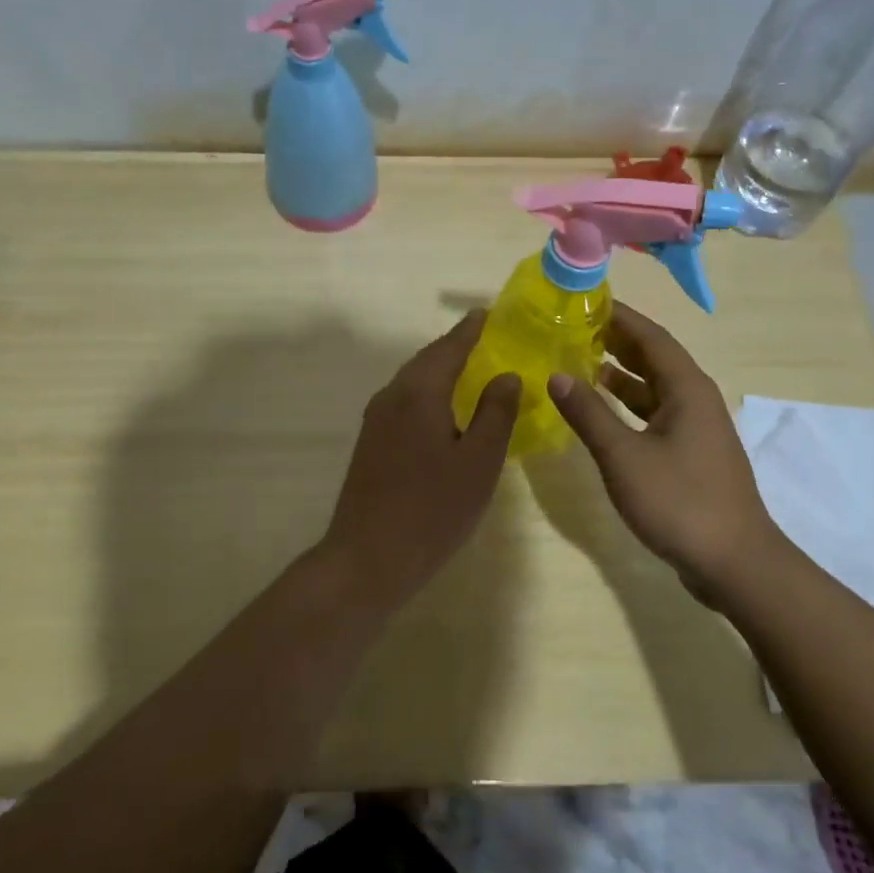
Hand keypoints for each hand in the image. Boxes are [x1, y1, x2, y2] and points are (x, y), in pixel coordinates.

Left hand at [320, 311, 519, 601]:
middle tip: (487, 339)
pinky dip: (429, 393)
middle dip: (457, 347)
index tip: (489, 313)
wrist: (367, 559)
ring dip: (441, 370)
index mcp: (419, 392)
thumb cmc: (432, 510)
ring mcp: (376, 420)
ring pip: (414, 380)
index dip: (472, 329)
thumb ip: (496, 413)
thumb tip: (506, 374)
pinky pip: (405, 401)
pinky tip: (445, 411)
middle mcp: (392, 396)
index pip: (450, 347)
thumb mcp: (479, 463)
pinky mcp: (371, 442)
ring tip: (472, 371)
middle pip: (428, 359)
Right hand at [547, 302, 786, 600]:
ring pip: (653, 386)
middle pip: (653, 356)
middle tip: (571, 328)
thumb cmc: (680, 502)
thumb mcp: (624, 456)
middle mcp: (695, 398)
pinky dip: (627, 404)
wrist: (735, 564)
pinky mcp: (691, 453)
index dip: (618, 315)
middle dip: (615, 339)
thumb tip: (556, 375)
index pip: (650, 335)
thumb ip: (588, 413)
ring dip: (619, 372)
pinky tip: (601, 411)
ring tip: (578, 361)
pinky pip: (654, 412)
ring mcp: (695, 427)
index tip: (582, 301)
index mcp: (686, 387)